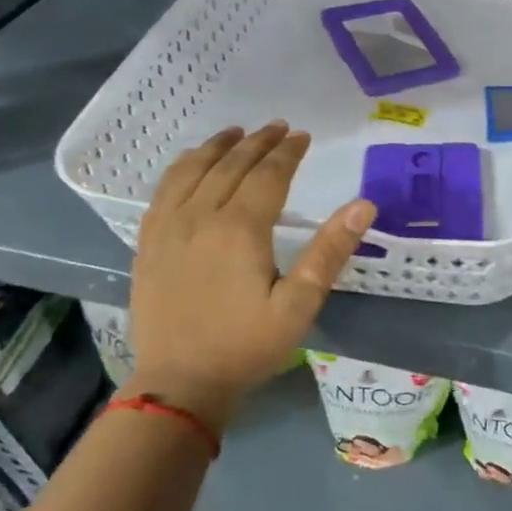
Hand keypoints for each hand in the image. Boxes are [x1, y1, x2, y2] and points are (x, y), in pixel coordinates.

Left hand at [123, 121, 374, 431]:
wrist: (180, 383)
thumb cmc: (247, 345)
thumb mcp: (300, 304)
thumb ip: (330, 251)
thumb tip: (363, 205)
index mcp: (239, 230)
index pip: (267, 176)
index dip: (287, 153)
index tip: (303, 136)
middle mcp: (200, 218)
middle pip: (230, 166)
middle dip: (257, 143)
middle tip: (278, 128)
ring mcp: (167, 229)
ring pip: (192, 171)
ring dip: (217, 147)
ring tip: (236, 133)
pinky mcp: (148, 244)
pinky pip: (163, 191)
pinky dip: (182, 168)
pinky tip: (191, 165)